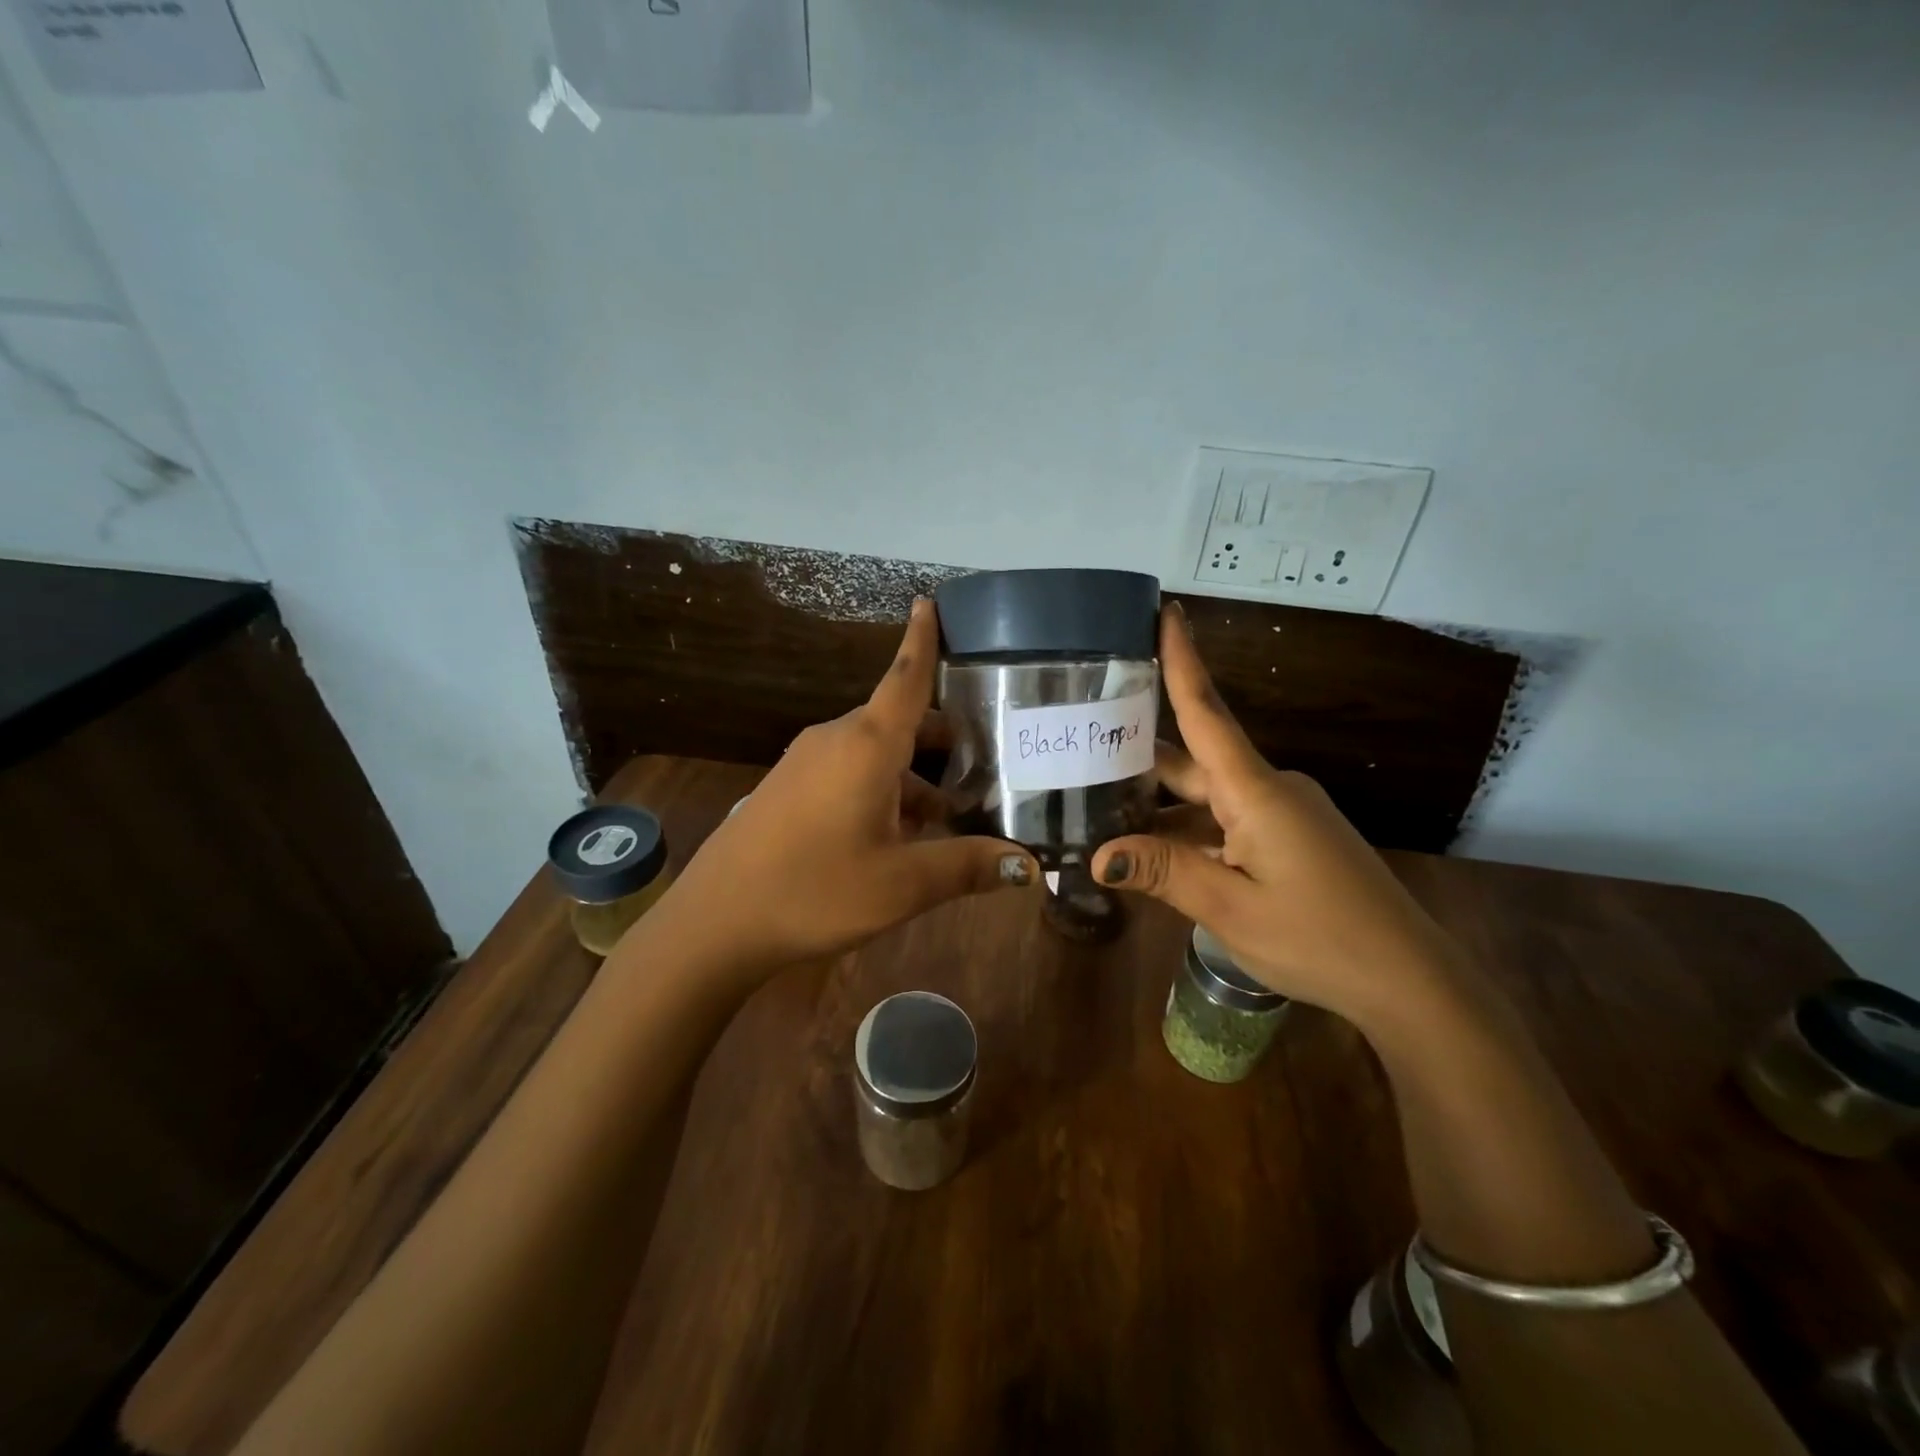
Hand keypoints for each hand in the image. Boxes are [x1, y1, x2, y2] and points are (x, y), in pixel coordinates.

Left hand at [659, 600, 1037, 977]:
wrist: (716, 920)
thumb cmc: (815, 890)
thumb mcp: (902, 883)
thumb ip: (968, 866)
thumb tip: (1030, 866)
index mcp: (867, 745)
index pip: (905, 677)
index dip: (922, 639)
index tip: (929, 600)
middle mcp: (837, 740)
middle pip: (902, 722)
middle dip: (946, 739)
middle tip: (993, 762)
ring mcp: (808, 763)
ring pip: (878, 753)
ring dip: (917, 775)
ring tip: (956, 814)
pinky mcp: (791, 788)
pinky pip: (851, 772)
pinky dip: (884, 789)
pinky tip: (902, 835)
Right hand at [1088, 602, 1459, 1020]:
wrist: (1410, 981)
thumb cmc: (1320, 938)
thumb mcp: (1230, 907)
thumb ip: (1163, 872)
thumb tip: (1098, 854)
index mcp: (1254, 791)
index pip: (1207, 712)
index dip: (1182, 660)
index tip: (1166, 610)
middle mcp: (1268, 789)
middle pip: (1193, 759)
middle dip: (1140, 751)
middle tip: (1079, 741)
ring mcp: (1282, 814)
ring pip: (1206, 795)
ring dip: (1159, 802)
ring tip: (1098, 807)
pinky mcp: (1290, 839)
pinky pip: (1226, 820)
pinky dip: (1188, 829)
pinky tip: (1152, 850)